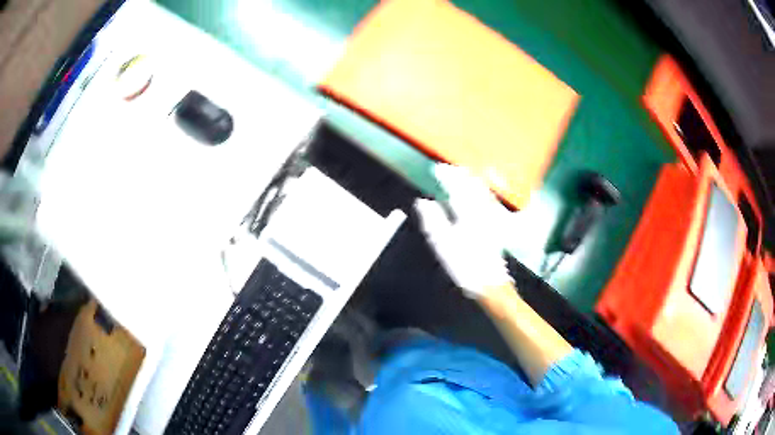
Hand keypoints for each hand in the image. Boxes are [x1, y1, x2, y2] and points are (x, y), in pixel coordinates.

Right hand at [414, 164, 512, 297]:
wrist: (490, 281)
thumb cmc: (464, 266)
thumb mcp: (443, 245)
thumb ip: (433, 220)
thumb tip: (423, 202)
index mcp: (467, 213)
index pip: (455, 187)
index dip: (446, 176)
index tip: (437, 168)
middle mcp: (482, 210)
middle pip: (471, 185)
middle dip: (459, 174)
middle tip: (448, 168)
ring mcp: (492, 216)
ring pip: (483, 190)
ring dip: (471, 179)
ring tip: (462, 173)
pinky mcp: (498, 223)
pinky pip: (490, 199)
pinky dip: (483, 190)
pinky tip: (480, 189)